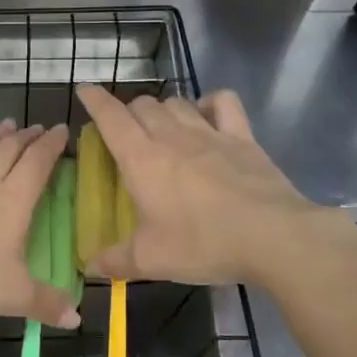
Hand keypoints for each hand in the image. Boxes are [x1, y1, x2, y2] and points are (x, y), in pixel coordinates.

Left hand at [0, 115, 80, 328]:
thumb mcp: (13, 296)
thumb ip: (46, 303)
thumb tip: (77, 319)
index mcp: (12, 203)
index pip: (37, 164)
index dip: (52, 145)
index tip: (61, 131)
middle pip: (9, 150)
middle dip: (26, 137)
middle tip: (37, 128)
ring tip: (7, 124)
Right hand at [74, 84, 349, 285]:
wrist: (272, 236)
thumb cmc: (203, 243)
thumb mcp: (151, 260)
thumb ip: (115, 260)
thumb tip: (90, 266)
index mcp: (141, 159)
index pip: (110, 116)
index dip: (94, 99)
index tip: (84, 90)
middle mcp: (171, 135)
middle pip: (143, 105)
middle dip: (128, 111)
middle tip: (125, 132)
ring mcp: (210, 132)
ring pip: (176, 101)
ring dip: (162, 108)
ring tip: (161, 126)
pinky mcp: (242, 137)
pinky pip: (222, 102)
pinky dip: (209, 102)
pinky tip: (206, 115)